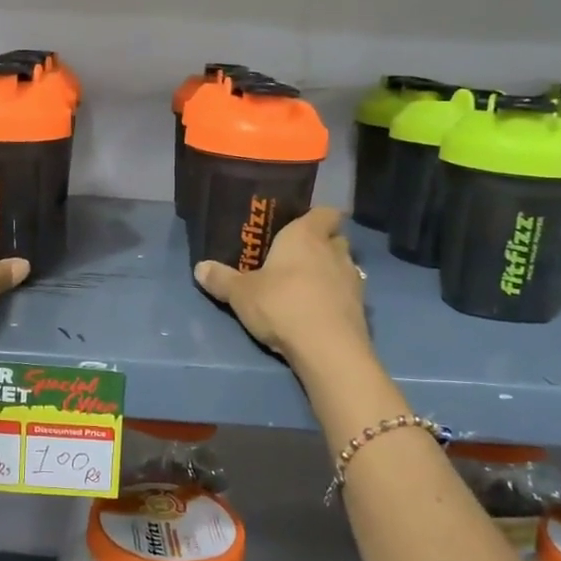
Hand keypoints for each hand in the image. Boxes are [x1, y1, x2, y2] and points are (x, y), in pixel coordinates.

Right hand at [194, 208, 369, 365]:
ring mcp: (353, 279)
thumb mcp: (241, 294)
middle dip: (322, 245)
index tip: (301, 226)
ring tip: (307, 287)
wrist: (327, 349)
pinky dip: (337, 299)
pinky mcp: (361, 308)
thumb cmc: (282, 304)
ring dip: (330, 273)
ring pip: (344, 266)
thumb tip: (199, 268)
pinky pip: (348, 294)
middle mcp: (334, 250)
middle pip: (335, 238)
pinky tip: (319, 312)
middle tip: (298, 258)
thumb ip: (221, 279)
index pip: (325, 212)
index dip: (316, 217)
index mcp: (306, 235)